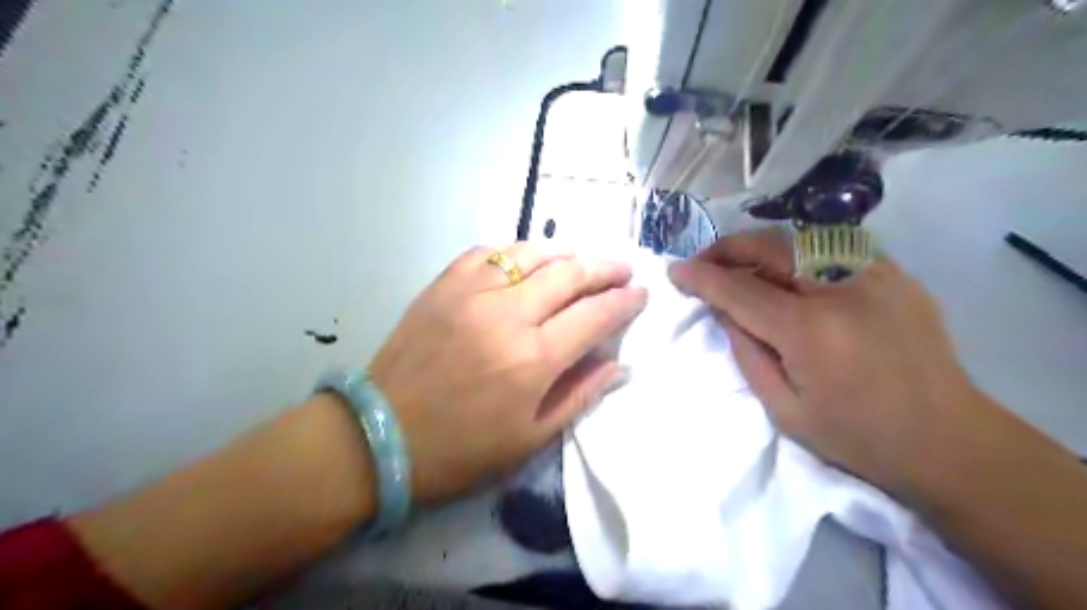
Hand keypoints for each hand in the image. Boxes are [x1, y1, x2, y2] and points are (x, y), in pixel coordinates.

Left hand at [369, 243, 646, 505]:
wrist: (381, 436)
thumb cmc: (461, 449)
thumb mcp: (530, 438)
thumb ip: (579, 395)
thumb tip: (618, 365)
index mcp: (533, 359)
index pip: (594, 315)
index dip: (624, 301)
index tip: (641, 293)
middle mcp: (507, 314)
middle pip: (569, 273)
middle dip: (604, 268)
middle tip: (622, 269)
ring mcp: (471, 293)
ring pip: (531, 253)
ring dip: (565, 253)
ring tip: (581, 262)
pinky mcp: (442, 285)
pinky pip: (487, 253)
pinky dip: (515, 253)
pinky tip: (525, 262)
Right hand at [672, 232, 986, 498]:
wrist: (947, 440)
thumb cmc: (857, 437)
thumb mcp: (783, 409)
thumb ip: (746, 351)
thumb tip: (723, 309)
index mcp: (809, 331)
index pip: (738, 290)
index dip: (700, 277)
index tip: (674, 272)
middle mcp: (841, 289)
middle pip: (768, 247)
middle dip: (725, 249)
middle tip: (702, 264)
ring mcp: (874, 275)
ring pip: (798, 238)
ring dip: (757, 248)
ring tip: (738, 268)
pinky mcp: (894, 274)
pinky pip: (831, 247)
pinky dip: (796, 253)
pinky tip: (786, 273)